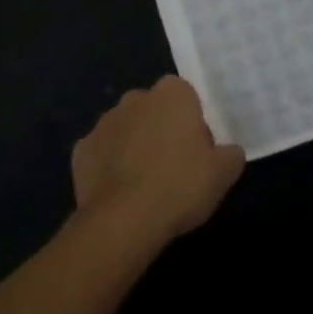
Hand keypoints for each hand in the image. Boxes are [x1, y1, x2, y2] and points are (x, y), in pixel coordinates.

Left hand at [71, 76, 243, 245]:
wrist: (124, 220)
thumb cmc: (180, 186)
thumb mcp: (223, 173)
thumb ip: (230, 154)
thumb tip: (228, 152)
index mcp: (172, 94)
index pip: (185, 95)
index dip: (192, 120)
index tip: (198, 149)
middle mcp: (135, 98)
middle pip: (153, 108)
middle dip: (161, 128)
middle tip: (173, 166)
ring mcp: (104, 122)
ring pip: (126, 129)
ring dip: (134, 146)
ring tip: (145, 184)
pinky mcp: (81, 149)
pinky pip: (102, 153)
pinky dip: (109, 167)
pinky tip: (119, 193)